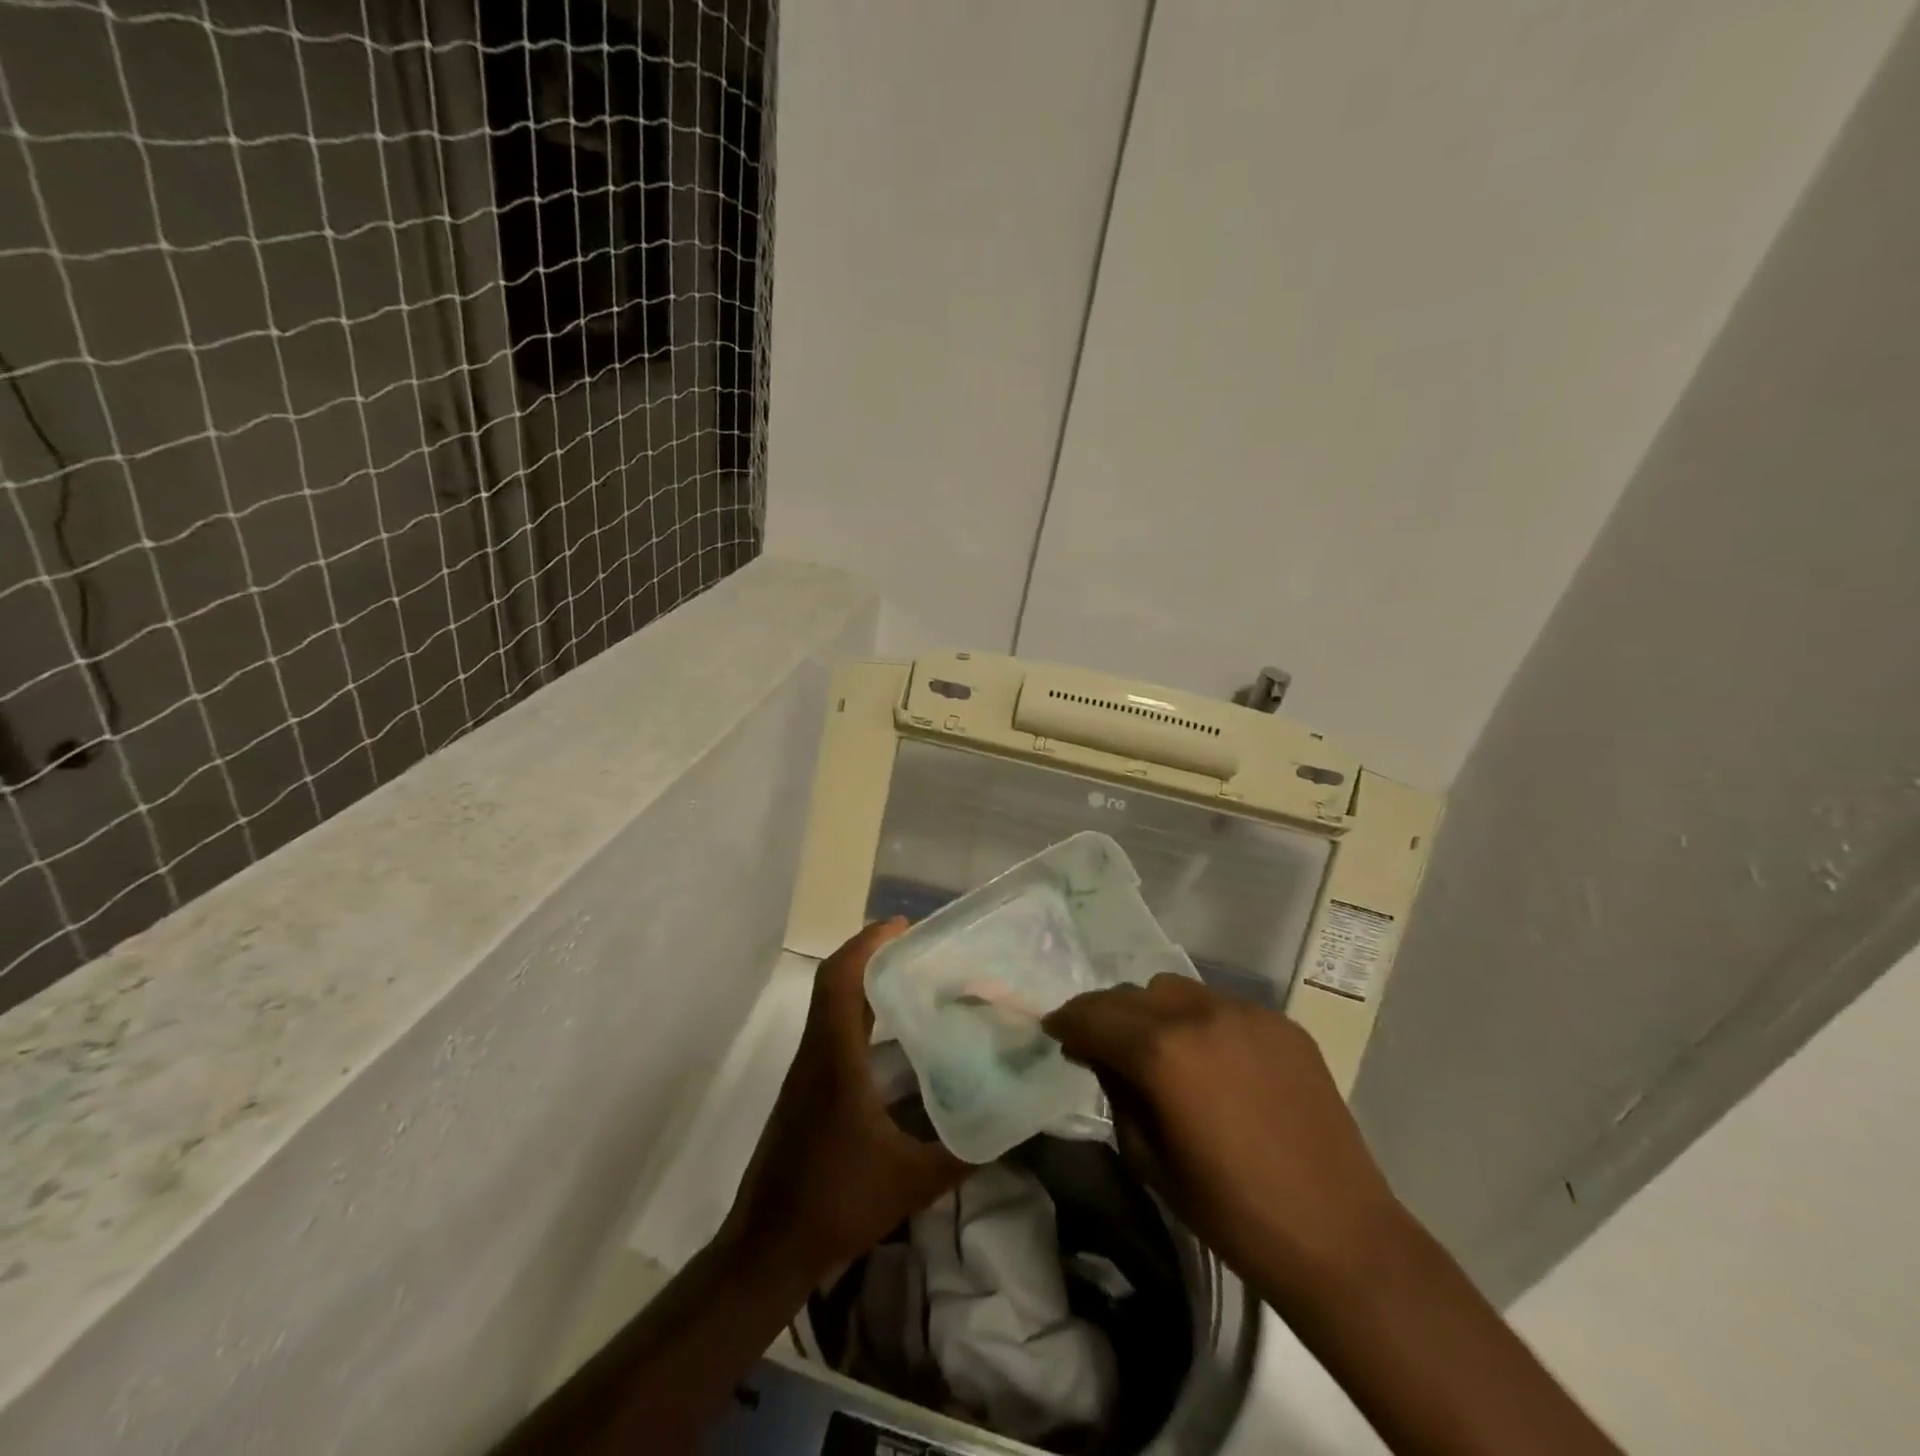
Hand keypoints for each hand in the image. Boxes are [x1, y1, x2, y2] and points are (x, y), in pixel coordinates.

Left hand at [724, 919, 967, 1279]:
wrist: (767, 1249)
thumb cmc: (836, 1204)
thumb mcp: (912, 1182)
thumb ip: (964, 1152)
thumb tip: (1011, 1124)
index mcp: (835, 1058)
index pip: (841, 980)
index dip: (868, 944)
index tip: (904, 925)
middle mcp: (816, 1053)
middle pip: (835, 983)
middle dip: (872, 954)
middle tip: (919, 947)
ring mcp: (806, 1072)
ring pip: (831, 1005)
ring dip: (864, 982)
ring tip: (914, 980)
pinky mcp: (806, 1090)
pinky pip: (832, 1031)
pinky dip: (859, 1014)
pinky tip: (894, 1038)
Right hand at [1043, 974, 1407, 1302]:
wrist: (1337, 1235)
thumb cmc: (1230, 1211)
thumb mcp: (1149, 1158)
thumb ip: (1117, 1092)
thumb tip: (1101, 1056)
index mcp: (1162, 1051)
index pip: (1093, 1016)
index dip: (1067, 1022)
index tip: (1056, 1032)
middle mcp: (1200, 1014)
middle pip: (1131, 994)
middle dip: (1106, 1015)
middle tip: (1100, 1044)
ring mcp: (1246, 1012)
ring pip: (1175, 990)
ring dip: (1152, 1011)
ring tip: (1157, 1047)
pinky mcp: (1281, 1022)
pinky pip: (1220, 1005)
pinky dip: (1199, 1022)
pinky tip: (1211, 1060)